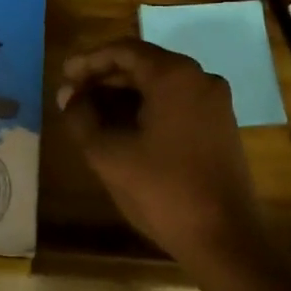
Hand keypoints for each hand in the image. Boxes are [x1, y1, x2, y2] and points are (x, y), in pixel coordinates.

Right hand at [56, 39, 272, 274]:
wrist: (225, 239)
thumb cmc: (163, 191)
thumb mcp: (109, 154)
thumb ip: (81, 117)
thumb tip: (68, 95)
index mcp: (174, 76)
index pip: (124, 51)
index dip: (89, 61)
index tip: (65, 76)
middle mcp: (199, 78)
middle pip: (143, 64)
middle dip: (105, 78)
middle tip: (73, 96)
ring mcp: (214, 102)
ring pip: (160, 85)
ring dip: (124, 95)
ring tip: (91, 114)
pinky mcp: (220, 125)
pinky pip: (176, 102)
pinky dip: (147, 108)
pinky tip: (123, 128)